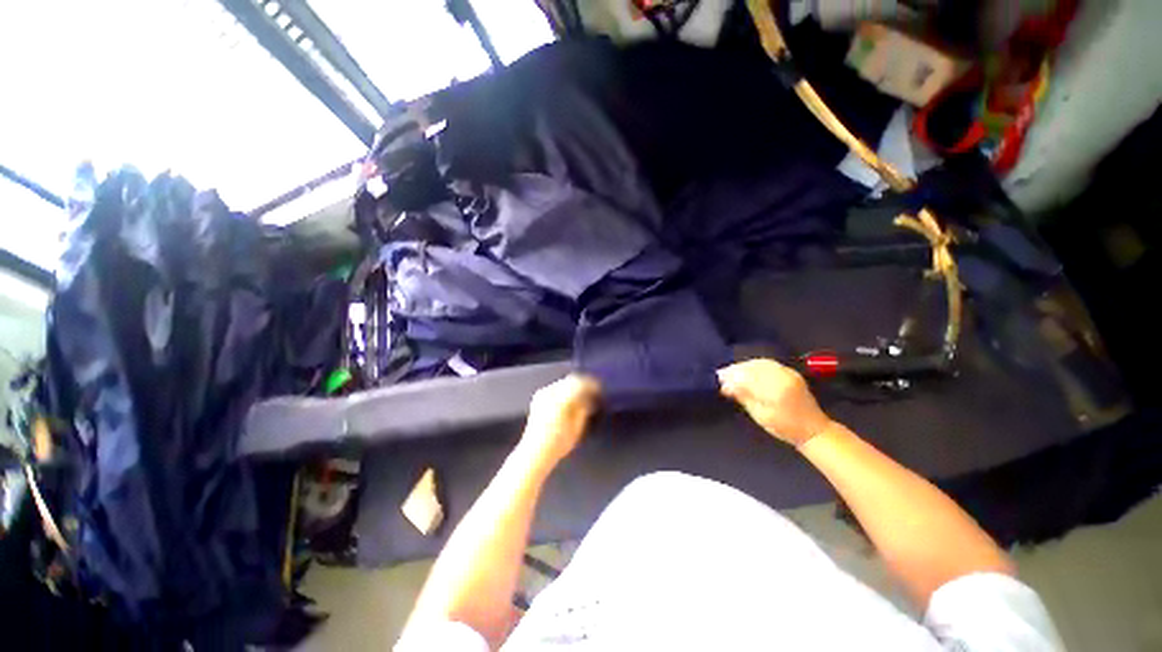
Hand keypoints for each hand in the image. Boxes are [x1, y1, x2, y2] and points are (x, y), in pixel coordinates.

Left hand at [519, 375, 600, 469]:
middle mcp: (551, 393)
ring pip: (563, 382)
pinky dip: (565, 390)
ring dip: (574, 386)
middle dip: (583, 383)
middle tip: (593, 390)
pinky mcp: (538, 397)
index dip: (592, 385)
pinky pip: (556, 387)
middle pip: (571, 380)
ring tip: (582, 395)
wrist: (534, 452)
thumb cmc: (557, 444)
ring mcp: (543, 394)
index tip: (599, 388)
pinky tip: (569, 398)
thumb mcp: (576, 429)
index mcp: (561, 400)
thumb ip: (584, 410)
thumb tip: (589, 399)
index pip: (580, 384)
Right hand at [718, 359, 833, 446]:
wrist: (813, 429)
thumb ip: (743, 397)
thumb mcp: (760, 415)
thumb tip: (726, 385)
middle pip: (753, 367)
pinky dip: (755, 364)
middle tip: (722, 374)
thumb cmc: (785, 427)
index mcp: (775, 390)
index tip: (719, 378)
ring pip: (760, 363)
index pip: (747, 377)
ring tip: (732, 371)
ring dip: (744, 365)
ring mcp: (788, 372)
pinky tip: (747, 369)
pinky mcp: (790, 372)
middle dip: (736, 369)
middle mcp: (782, 377)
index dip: (732, 376)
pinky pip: (768, 363)